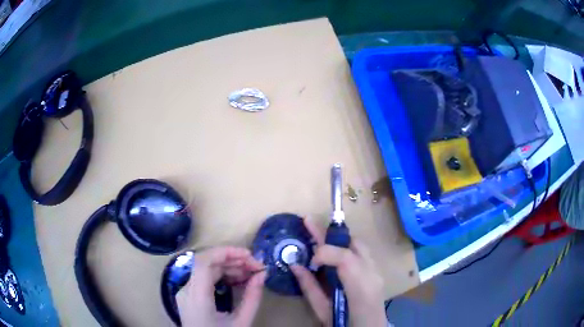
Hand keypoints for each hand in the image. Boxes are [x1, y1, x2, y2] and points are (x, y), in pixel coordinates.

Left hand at [176, 247, 266, 326]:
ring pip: (205, 269)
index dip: (225, 252)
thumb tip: (262, 274)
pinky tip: (237, 279)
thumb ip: (252, 298)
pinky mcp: (189, 295)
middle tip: (256, 265)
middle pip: (205, 264)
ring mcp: (185, 292)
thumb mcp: (241, 323)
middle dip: (232, 260)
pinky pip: (204, 278)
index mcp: (196, 298)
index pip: (203, 263)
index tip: (250, 255)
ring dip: (228, 267)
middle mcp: (186, 290)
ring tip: (250, 272)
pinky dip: (221, 275)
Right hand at [291, 220, 385, 326]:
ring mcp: (377, 272)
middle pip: (353, 244)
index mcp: (360, 288)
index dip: (324, 252)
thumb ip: (310, 288)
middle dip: (329, 234)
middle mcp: (372, 274)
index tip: (310, 260)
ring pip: (358, 244)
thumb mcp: (323, 311)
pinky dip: (345, 247)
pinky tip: (333, 249)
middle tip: (308, 222)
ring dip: (337, 238)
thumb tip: (295, 265)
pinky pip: (361, 252)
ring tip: (318, 234)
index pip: (345, 257)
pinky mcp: (376, 272)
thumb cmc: (346, 325)